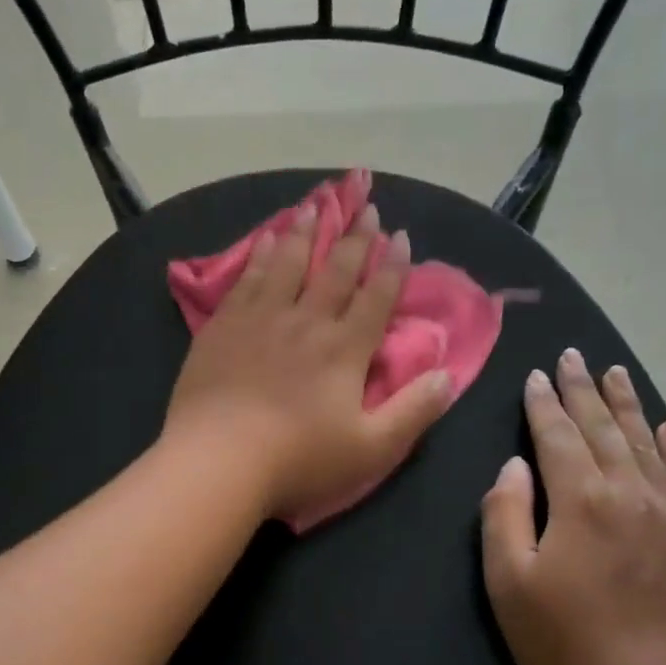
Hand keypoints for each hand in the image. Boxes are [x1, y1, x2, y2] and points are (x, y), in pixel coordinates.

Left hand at [165, 201, 452, 521]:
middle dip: (355, 238)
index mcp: (344, 349)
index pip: (376, 298)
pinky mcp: (223, 327)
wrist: (218, 459)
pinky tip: (265, 239)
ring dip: (305, 232)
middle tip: (366, 206)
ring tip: (314, 204)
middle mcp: (306, 322)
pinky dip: (260, 255)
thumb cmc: (298, 460)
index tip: (401, 236)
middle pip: (335, 271)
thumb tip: (447, 375)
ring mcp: (260, 319)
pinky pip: (247, 279)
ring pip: (288, 263)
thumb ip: (413, 412)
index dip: (392, 267)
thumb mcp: (371, 449)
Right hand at [480, 349, 665, 664]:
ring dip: (628, 406)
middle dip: (584, 390)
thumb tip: (513, 467)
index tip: (537, 373)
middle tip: (575, 356)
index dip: (544, 403)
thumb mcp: (509, 583)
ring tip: (616, 374)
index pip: (556, 436)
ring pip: (649, 444)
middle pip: (604, 429)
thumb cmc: (566, 645)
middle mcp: (632, 493)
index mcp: (581, 500)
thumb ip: (505, 515)